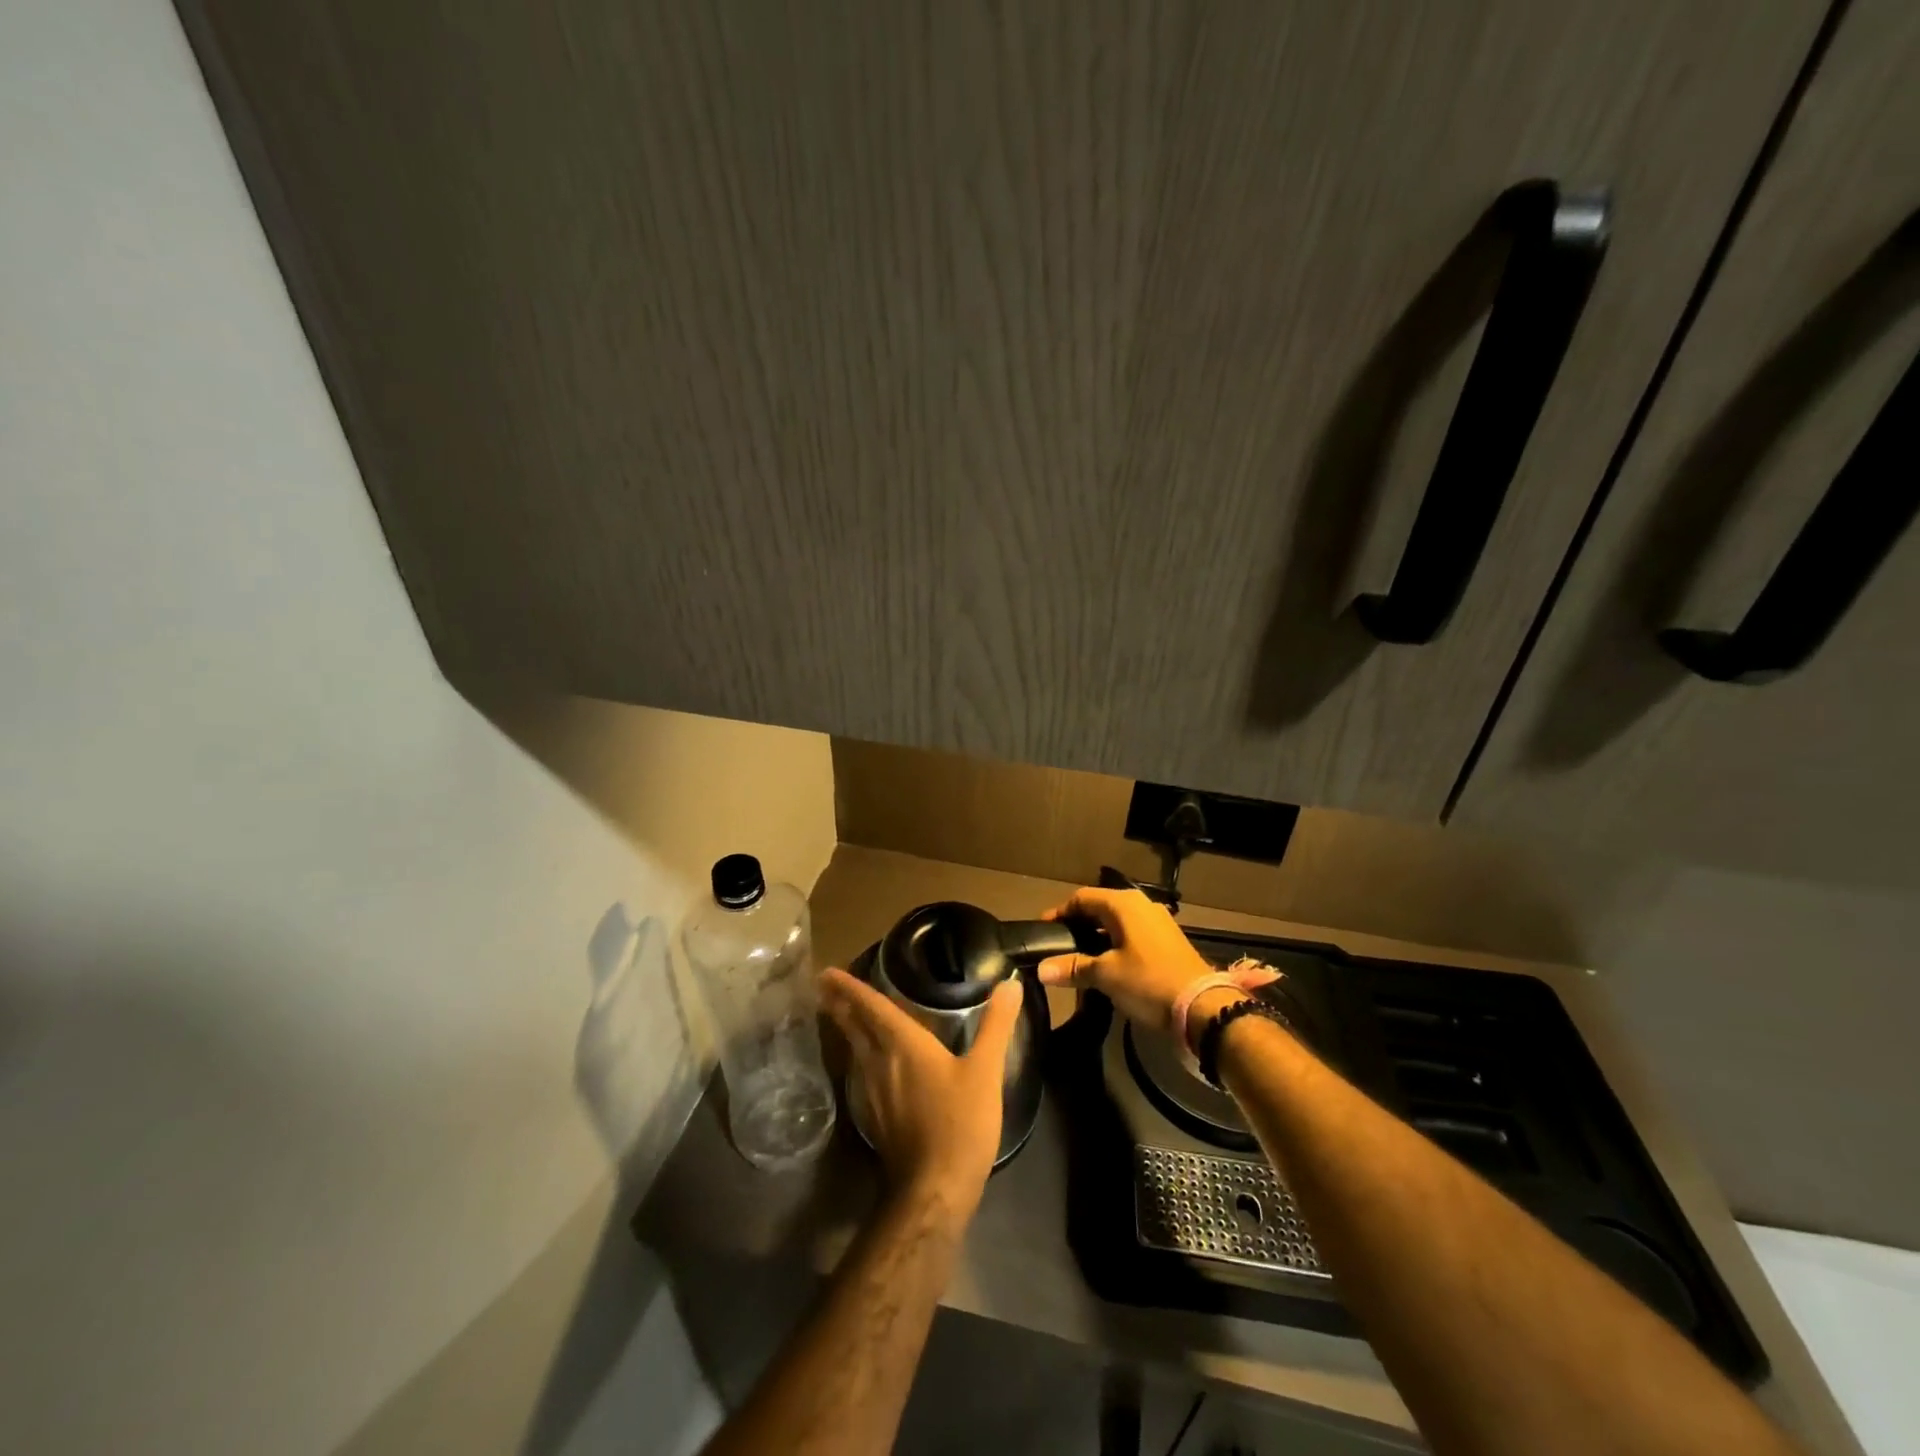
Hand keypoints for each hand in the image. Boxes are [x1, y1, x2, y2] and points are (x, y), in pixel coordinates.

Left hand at [820, 967, 1021, 1221]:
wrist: (934, 1190)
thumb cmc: (960, 1123)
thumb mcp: (985, 1071)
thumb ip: (996, 1025)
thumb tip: (1010, 984)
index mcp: (903, 1044)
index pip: (872, 1007)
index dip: (850, 988)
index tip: (826, 972)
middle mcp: (880, 1062)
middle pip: (855, 1026)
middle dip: (840, 1003)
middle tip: (823, 985)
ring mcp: (873, 1092)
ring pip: (855, 1050)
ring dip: (846, 1028)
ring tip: (840, 1012)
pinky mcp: (876, 1115)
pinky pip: (860, 1071)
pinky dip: (857, 1054)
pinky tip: (864, 1060)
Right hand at [1034, 887, 1215, 1034]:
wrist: (1202, 1007)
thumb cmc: (1148, 981)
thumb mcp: (1105, 975)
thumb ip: (1072, 968)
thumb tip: (1041, 969)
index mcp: (1123, 904)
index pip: (1081, 898)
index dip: (1059, 913)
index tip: (1042, 931)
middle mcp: (1141, 905)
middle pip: (1099, 908)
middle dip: (1078, 926)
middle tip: (1058, 946)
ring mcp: (1157, 922)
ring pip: (1117, 923)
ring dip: (1096, 937)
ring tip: (1078, 958)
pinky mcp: (1167, 941)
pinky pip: (1132, 935)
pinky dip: (1114, 945)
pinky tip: (1106, 966)